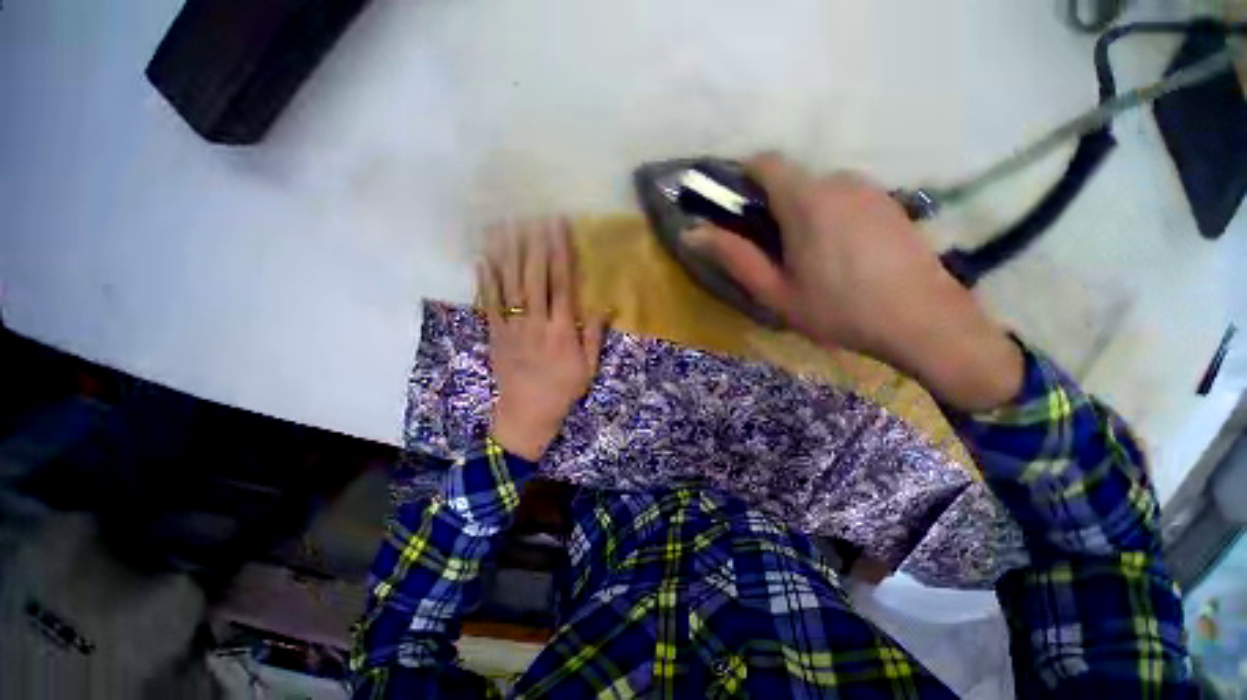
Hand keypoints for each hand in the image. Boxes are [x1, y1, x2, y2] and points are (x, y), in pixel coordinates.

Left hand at [478, 219, 604, 460]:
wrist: (527, 413)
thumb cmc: (563, 390)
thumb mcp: (588, 367)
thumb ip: (594, 335)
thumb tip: (606, 305)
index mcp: (561, 331)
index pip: (562, 284)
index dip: (561, 254)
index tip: (559, 229)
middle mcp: (536, 323)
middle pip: (534, 277)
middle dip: (535, 244)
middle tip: (534, 215)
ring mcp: (511, 327)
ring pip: (509, 284)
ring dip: (509, 253)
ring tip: (508, 225)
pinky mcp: (494, 334)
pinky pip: (488, 303)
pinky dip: (485, 279)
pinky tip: (483, 257)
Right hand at [687, 154, 1022, 411]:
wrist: (924, 322)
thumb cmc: (838, 309)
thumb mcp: (775, 291)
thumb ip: (734, 256)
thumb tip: (691, 233)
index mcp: (807, 199)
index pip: (765, 162)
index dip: (742, 177)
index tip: (734, 209)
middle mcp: (839, 181)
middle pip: (791, 178)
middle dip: (771, 205)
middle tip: (771, 250)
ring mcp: (870, 189)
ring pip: (818, 189)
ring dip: (801, 213)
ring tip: (807, 259)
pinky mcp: (890, 202)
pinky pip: (845, 198)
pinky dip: (829, 216)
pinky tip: (840, 256)